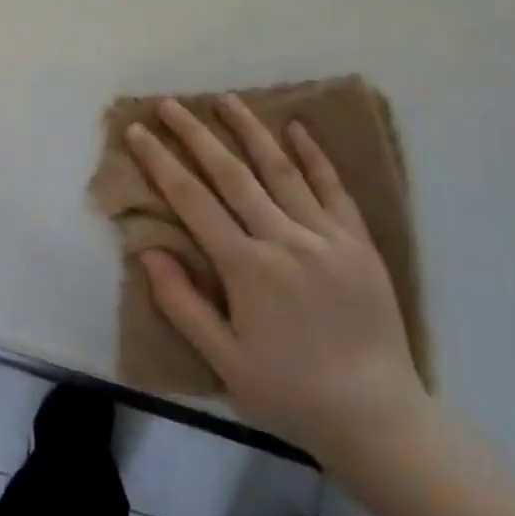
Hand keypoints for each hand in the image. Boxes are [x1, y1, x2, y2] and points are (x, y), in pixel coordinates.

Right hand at [127, 96, 429, 475]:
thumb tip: (148, 250)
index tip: (138, 132)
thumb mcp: (223, 360)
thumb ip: (182, 303)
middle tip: (170, 104)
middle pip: (231, 174)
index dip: (161, 162)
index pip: (192, 200)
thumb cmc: (289, 392)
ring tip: (225, 100)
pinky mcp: (358, 242)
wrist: (376, 416)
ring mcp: (326, 236)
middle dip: (196, 135)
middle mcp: (283, 239)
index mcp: (246, 268)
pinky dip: (314, 156)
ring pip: (281, 170)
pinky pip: (333, 188)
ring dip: (250, 131)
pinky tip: (298, 128)